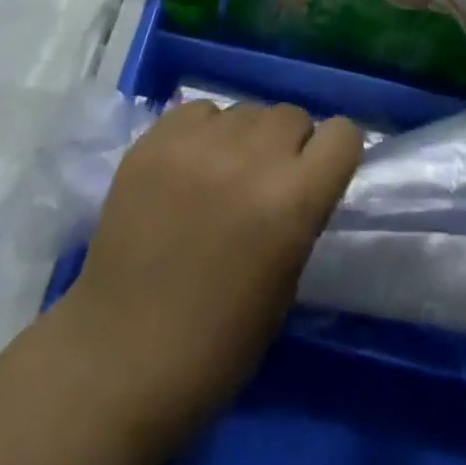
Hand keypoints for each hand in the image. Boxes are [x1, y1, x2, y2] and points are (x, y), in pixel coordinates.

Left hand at [59, 100, 364, 448]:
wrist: (122, 355)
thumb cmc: (217, 342)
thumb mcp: (286, 281)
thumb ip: (300, 212)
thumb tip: (301, 174)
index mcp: (292, 201)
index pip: (342, 134)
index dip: (336, 152)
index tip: (321, 171)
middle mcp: (251, 158)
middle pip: (291, 115)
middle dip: (288, 144)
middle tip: (265, 180)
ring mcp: (198, 143)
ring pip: (245, 109)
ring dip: (245, 137)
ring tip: (221, 174)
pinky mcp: (155, 138)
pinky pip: (199, 111)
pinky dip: (202, 133)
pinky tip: (186, 169)